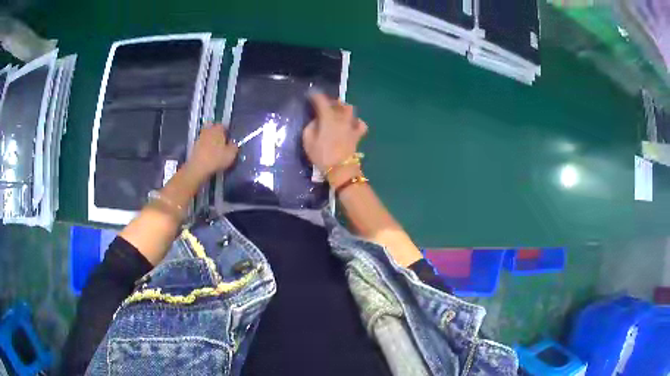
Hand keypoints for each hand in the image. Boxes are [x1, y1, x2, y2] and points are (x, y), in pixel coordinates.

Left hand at [186, 124, 237, 180]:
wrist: (198, 168)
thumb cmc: (217, 159)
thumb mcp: (231, 154)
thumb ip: (234, 146)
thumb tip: (233, 143)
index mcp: (218, 129)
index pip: (224, 126)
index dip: (227, 132)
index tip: (229, 139)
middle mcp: (208, 130)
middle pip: (213, 129)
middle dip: (217, 135)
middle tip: (222, 143)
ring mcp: (200, 138)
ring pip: (207, 137)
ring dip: (210, 141)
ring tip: (215, 151)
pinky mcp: (194, 147)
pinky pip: (202, 145)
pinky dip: (205, 148)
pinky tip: (208, 156)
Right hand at [302, 93, 367, 174]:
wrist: (341, 169)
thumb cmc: (322, 155)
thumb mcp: (308, 141)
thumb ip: (310, 127)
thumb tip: (316, 121)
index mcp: (328, 118)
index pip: (321, 101)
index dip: (315, 96)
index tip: (311, 95)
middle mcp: (341, 118)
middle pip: (339, 103)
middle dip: (331, 101)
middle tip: (324, 105)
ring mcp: (351, 126)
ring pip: (350, 110)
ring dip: (343, 108)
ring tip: (338, 113)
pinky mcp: (358, 135)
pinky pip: (360, 124)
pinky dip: (356, 121)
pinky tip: (351, 124)